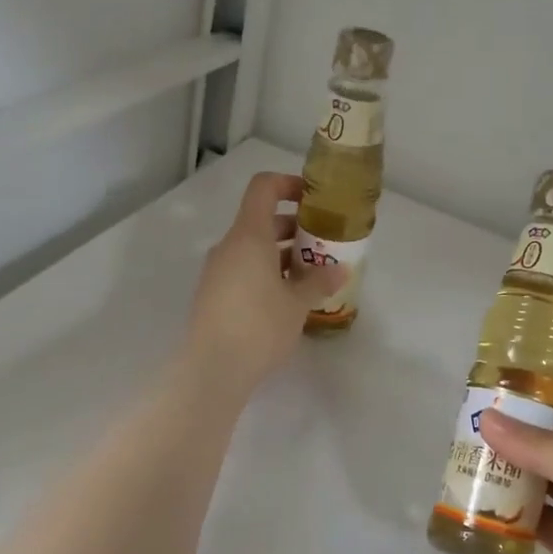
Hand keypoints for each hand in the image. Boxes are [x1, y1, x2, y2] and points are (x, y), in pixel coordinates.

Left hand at [184, 173, 342, 399]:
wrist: (212, 369)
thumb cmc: (259, 326)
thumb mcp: (297, 303)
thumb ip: (319, 281)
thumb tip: (340, 269)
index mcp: (249, 235)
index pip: (264, 188)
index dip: (288, 184)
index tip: (313, 198)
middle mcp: (229, 246)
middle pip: (261, 219)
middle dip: (294, 227)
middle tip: (322, 243)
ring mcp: (217, 270)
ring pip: (253, 248)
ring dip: (281, 253)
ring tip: (311, 274)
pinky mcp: (213, 294)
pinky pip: (243, 269)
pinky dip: (266, 272)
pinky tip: (287, 298)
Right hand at [480, 392, 552, 553]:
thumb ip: (540, 448)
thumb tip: (488, 419)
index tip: (507, 393)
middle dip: (525, 435)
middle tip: (476, 426)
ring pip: (551, 484)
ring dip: (517, 473)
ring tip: (471, 460)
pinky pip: (545, 524)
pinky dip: (518, 514)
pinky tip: (485, 505)